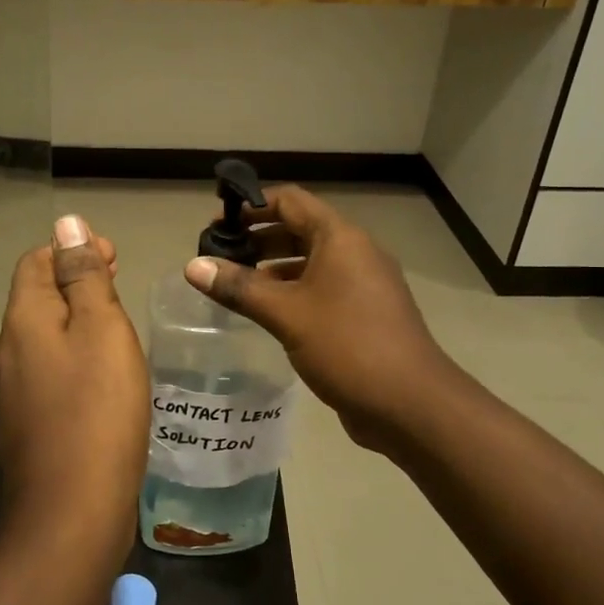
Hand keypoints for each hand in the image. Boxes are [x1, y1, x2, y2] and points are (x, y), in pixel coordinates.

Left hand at [0, 215, 147, 559]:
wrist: (71, 512)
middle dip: (75, 281)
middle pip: (36, 298)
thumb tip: (66, 223)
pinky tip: (102, 376)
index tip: (114, 255)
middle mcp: (7, 351)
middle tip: (119, 281)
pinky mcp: (26, 426)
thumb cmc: (97, 409)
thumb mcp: (101, 329)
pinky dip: (73, 358)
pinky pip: (48, 374)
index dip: (71, 248)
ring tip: (116, 325)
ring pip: (42, 338)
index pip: (35, 261)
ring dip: (75, 319)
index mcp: (23, 320)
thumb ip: (84, 276)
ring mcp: (12, 393)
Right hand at [184, 185, 460, 452]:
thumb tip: (192, 266)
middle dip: (259, 239)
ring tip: (236, 285)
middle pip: (300, 229)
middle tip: (220, 257)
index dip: (252, 206)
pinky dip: (293, 292)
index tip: (218, 224)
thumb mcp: (286, 313)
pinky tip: (267, 312)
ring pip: (311, 262)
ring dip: (274, 268)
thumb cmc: (347, 345)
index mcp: (340, 238)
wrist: (410, 403)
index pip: (291, 201)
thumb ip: (239, 287)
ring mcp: (364, 284)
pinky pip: (322, 289)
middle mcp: (355, 252)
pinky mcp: (365, 314)